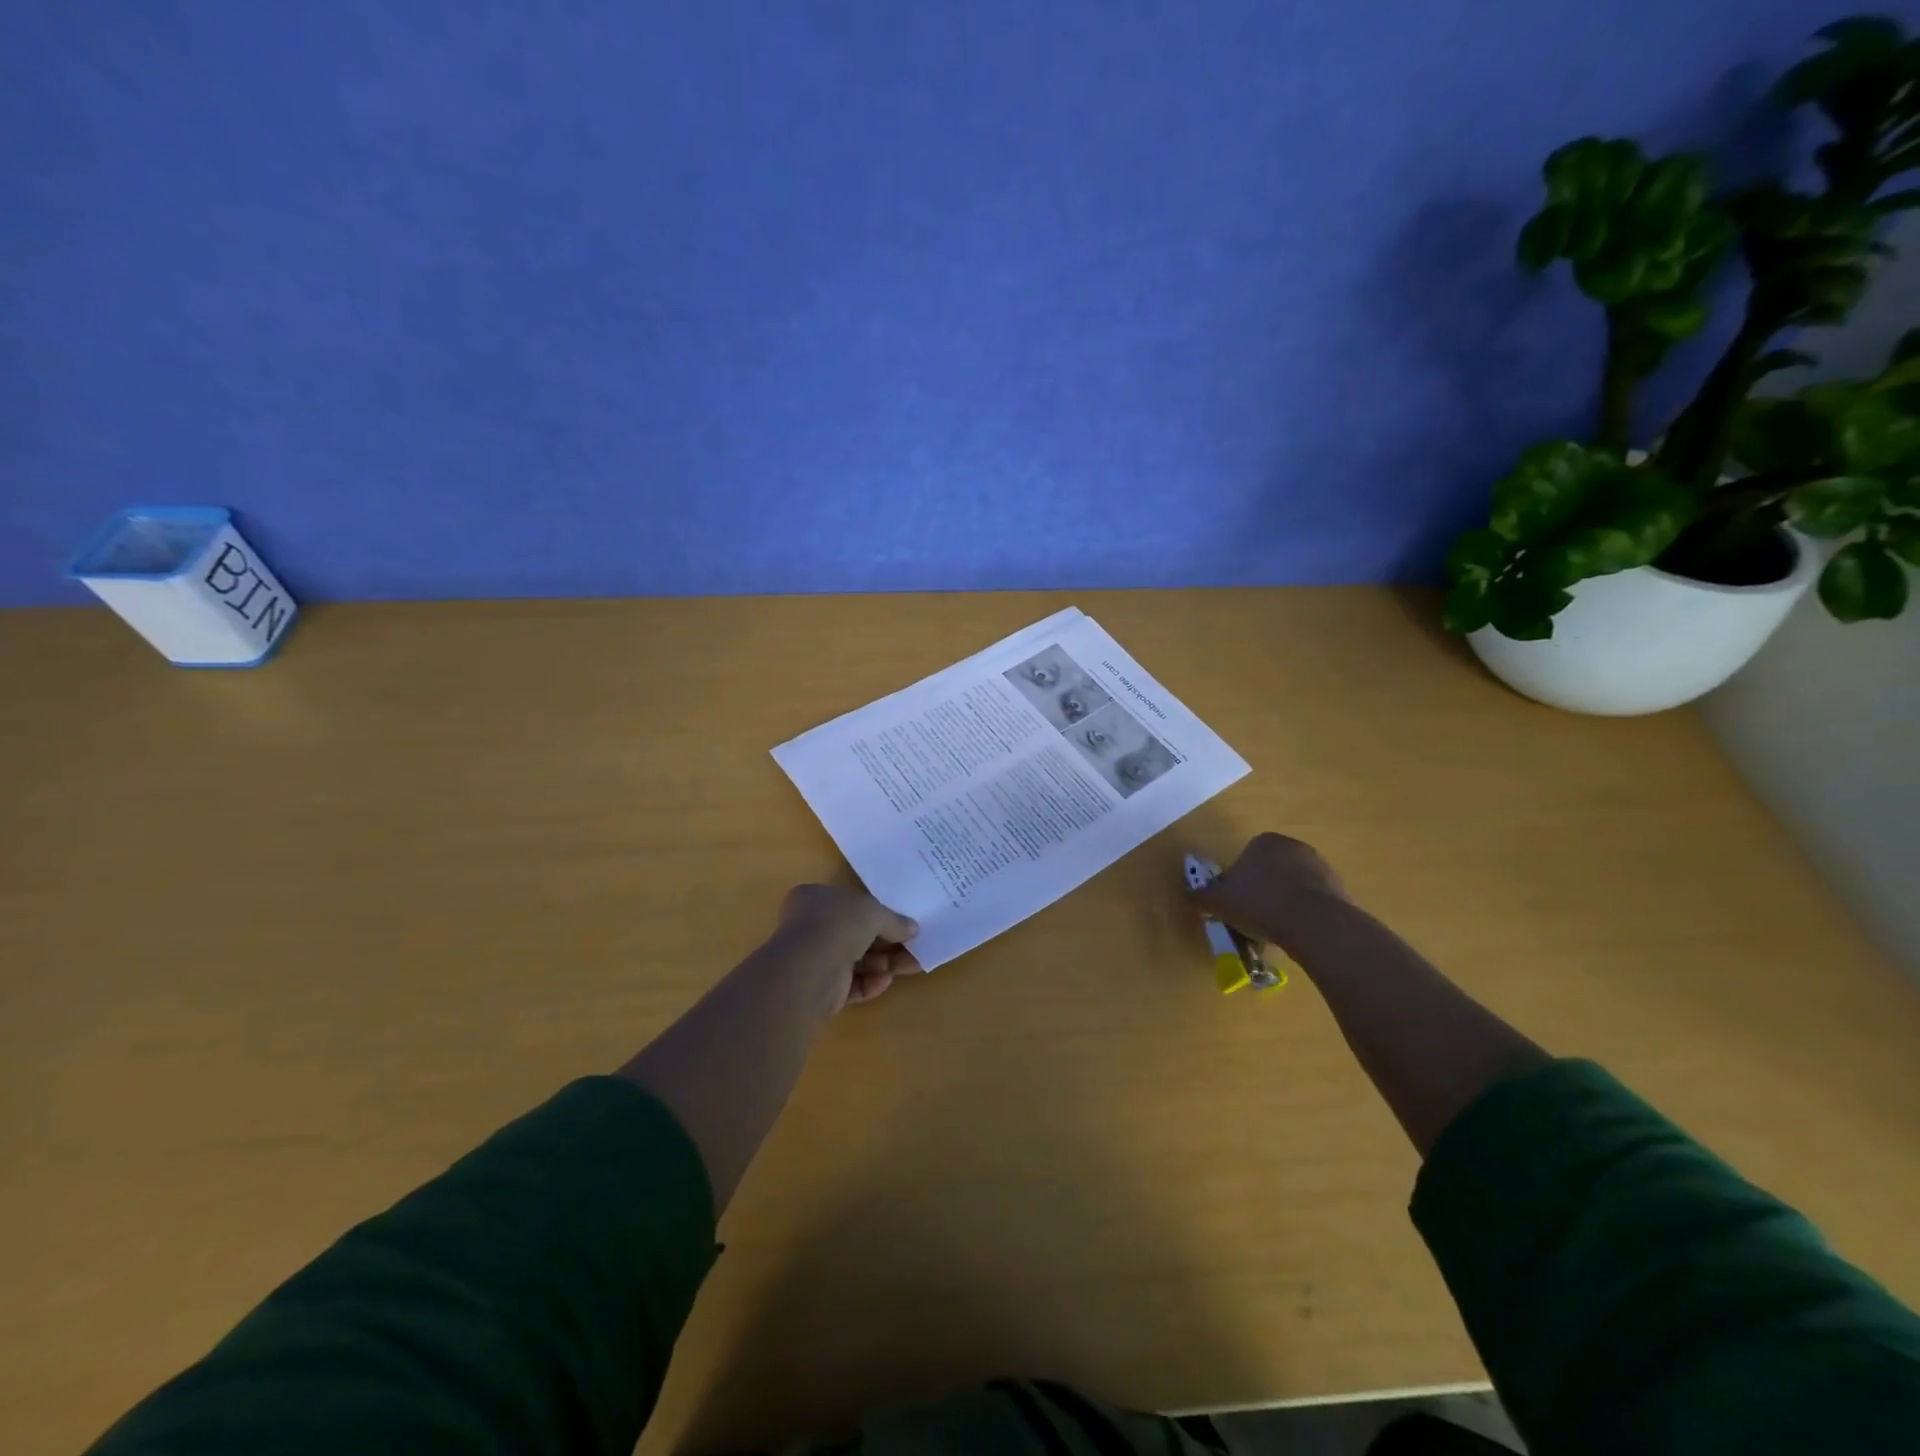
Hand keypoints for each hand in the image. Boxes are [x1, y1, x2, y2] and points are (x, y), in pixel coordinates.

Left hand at [771, 885, 921, 1012]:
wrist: (810, 968)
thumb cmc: (839, 925)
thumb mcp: (874, 912)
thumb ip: (894, 920)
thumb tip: (913, 929)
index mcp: (815, 898)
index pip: (849, 903)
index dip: (876, 912)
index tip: (901, 923)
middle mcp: (811, 926)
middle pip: (857, 934)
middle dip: (887, 943)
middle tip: (915, 949)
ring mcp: (814, 959)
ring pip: (857, 961)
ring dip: (883, 964)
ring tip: (910, 966)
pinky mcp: (820, 989)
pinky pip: (850, 984)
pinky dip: (869, 983)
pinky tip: (884, 981)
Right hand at [1192, 833, 1350, 954]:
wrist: (1314, 923)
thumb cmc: (1259, 904)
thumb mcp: (1218, 901)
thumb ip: (1201, 896)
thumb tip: (1191, 895)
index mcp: (1264, 842)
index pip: (1245, 859)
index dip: (1237, 884)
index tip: (1236, 906)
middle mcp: (1293, 847)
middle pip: (1270, 872)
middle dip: (1262, 893)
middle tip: (1253, 920)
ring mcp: (1321, 867)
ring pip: (1292, 888)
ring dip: (1284, 905)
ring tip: (1275, 933)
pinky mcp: (1340, 889)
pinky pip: (1314, 903)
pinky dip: (1304, 916)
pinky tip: (1297, 935)